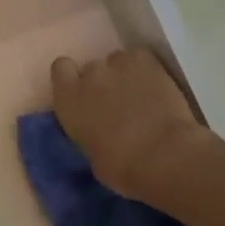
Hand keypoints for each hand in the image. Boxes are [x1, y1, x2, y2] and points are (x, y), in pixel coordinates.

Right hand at [50, 47, 214, 203]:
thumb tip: (97, 130)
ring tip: (140, 94)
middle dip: (102, 82)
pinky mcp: (146, 61)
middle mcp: (90, 75)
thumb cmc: (123, 168)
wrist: (164, 157)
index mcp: (68, 99)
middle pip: (92, 67)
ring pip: (117, 60)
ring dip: (124, 74)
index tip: (83, 93)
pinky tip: (154, 84)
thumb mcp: (92, 155)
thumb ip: (88, 131)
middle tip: (117, 103)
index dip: (72, 78)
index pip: (61, 69)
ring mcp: (118, 64)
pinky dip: (145, 68)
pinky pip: (140, 56)